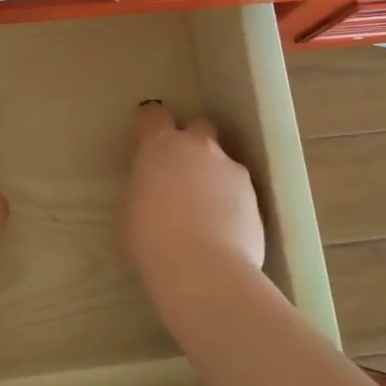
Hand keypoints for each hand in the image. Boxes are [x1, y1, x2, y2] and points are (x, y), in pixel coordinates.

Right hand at [123, 102, 265, 287]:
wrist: (203, 270)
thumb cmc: (151, 240)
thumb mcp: (130, 210)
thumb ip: (143, 188)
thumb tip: (153, 189)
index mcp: (159, 146)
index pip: (153, 115)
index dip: (149, 122)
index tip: (145, 134)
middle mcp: (198, 148)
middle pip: (198, 126)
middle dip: (190, 140)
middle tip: (180, 169)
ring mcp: (231, 170)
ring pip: (222, 160)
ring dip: (212, 174)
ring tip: (205, 208)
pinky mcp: (254, 196)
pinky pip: (238, 189)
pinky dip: (231, 201)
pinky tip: (223, 227)